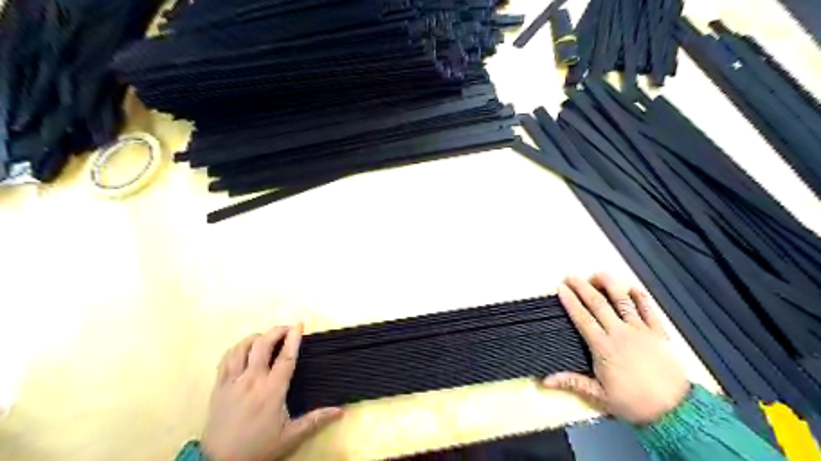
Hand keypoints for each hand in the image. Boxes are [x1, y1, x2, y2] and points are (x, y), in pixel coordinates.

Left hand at [203, 325, 344, 460]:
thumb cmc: (258, 447)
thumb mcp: (290, 436)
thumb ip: (315, 420)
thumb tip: (341, 411)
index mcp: (271, 391)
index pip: (285, 357)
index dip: (293, 339)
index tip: (299, 325)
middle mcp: (251, 380)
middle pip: (262, 345)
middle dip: (276, 331)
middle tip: (287, 329)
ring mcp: (232, 382)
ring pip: (242, 348)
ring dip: (256, 338)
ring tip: (266, 337)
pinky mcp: (218, 386)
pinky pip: (226, 358)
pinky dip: (237, 348)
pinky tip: (244, 349)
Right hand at [543, 274, 687, 424]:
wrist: (675, 411)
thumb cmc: (634, 403)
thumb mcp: (599, 396)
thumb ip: (572, 382)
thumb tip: (545, 381)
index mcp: (603, 347)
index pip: (582, 318)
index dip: (570, 301)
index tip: (561, 288)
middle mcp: (620, 333)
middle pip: (598, 303)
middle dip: (583, 287)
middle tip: (571, 276)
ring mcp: (640, 330)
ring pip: (623, 301)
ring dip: (609, 285)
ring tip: (598, 274)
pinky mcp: (658, 333)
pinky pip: (649, 310)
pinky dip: (640, 297)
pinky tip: (632, 287)